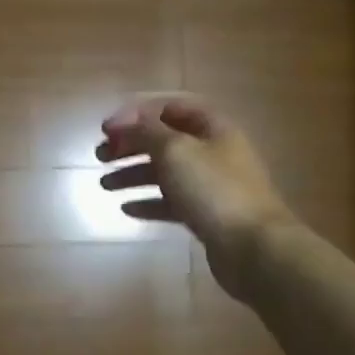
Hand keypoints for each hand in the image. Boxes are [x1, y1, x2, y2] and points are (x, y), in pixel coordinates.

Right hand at [97, 94, 293, 301]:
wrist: (253, 247)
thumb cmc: (213, 190)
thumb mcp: (175, 150)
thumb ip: (147, 131)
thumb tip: (124, 119)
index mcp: (212, 127)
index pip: (170, 106)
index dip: (136, 112)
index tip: (107, 128)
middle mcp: (213, 150)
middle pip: (165, 139)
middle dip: (130, 144)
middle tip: (100, 156)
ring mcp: (211, 184)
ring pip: (165, 171)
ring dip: (133, 174)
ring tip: (105, 185)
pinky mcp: (206, 214)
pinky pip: (171, 202)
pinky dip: (148, 202)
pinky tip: (127, 208)